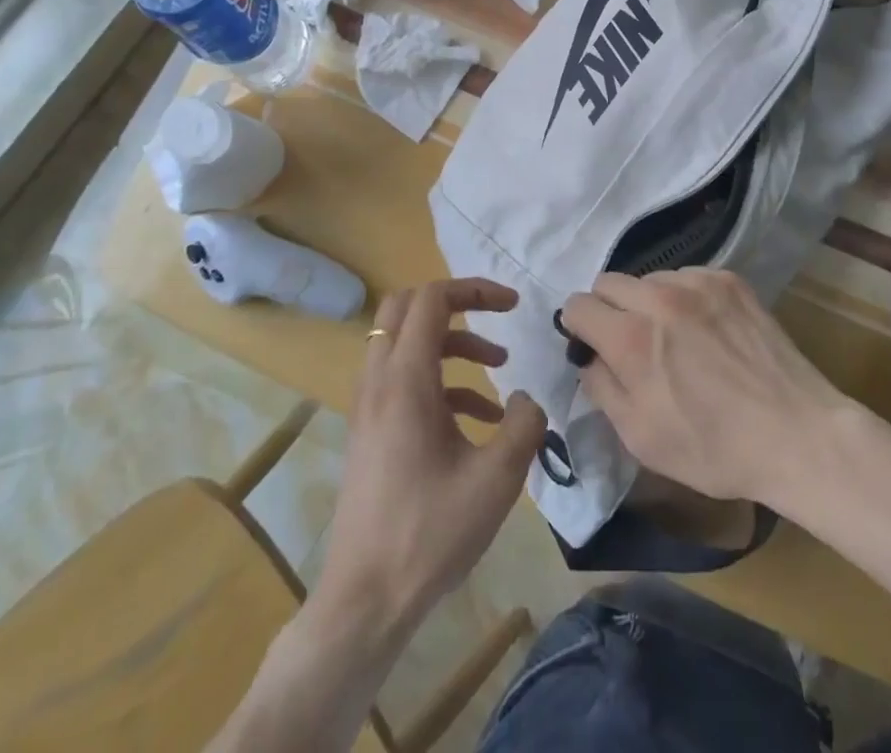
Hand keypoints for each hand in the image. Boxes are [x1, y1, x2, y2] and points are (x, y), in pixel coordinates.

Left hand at [317, 278, 545, 633]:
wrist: (365, 600)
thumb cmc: (430, 533)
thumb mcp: (497, 478)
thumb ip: (525, 424)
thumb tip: (525, 399)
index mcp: (405, 380)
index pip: (432, 298)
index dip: (475, 289)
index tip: (514, 305)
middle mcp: (379, 381)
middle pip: (406, 307)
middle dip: (456, 304)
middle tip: (496, 319)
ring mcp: (369, 406)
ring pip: (405, 343)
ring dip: (453, 343)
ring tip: (498, 368)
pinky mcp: (371, 431)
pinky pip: (404, 380)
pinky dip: (441, 380)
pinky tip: (479, 419)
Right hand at [559, 268, 850, 506]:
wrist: (796, 434)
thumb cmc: (714, 448)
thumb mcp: (641, 438)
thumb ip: (602, 388)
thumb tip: (589, 358)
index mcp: (631, 339)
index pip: (578, 305)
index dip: (578, 327)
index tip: (591, 346)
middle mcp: (659, 298)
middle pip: (608, 282)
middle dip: (608, 309)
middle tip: (629, 343)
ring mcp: (698, 283)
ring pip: (648, 278)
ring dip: (647, 302)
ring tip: (674, 337)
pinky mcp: (729, 280)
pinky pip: (686, 277)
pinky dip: (683, 297)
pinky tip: (704, 329)